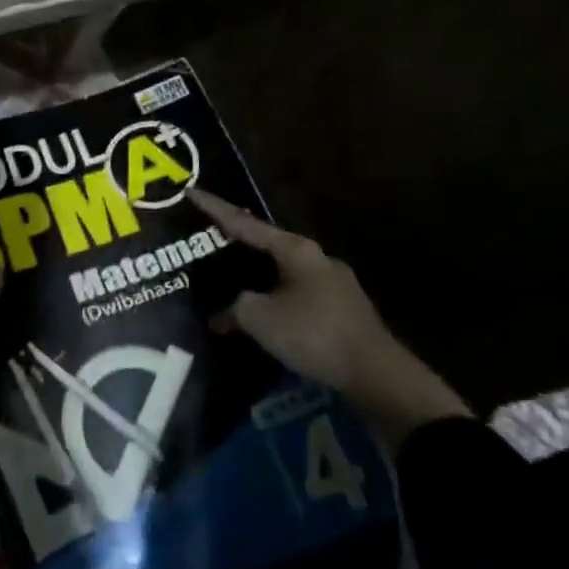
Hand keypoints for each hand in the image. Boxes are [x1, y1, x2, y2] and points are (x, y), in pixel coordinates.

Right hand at [189, 189, 470, 447]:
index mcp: (295, 250)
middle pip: (266, 243)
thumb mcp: (259, 318)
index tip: (190, 191)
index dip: (214, 208)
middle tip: (207, 238)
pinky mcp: (340, 308)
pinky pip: (295, 291)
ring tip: (229, 277)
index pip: (244, 223)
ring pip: (282, 269)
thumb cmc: (314, 335)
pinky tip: (262, 310)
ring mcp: (332, 283)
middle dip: (236, 242)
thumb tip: (220, 315)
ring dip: (255, 273)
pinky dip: (273, 295)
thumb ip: (233, 308)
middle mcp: (315, 258)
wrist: (378, 376)